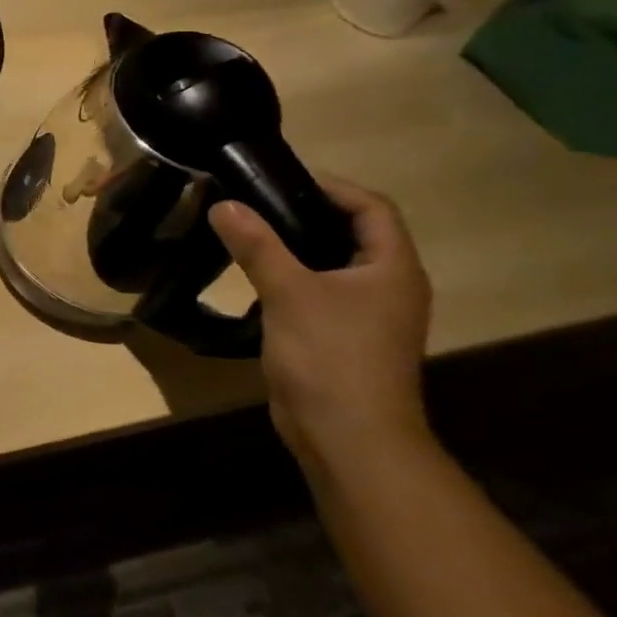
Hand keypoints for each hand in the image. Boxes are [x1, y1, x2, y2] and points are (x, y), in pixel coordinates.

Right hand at [208, 178, 431, 467]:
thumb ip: (257, 245)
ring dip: (296, 246)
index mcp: (392, 268)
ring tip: (249, 233)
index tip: (278, 179)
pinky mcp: (344, 338)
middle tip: (255, 202)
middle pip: (353, 233)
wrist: (348, 437)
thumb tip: (223, 204)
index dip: (330, 186)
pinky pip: (320, 292)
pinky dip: (292, 277)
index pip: (371, 207)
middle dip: (306, 213)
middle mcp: (389, 286)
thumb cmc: (330, 356)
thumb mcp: (289, 292)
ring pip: (333, 265)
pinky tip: (256, 279)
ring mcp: (368, 316)